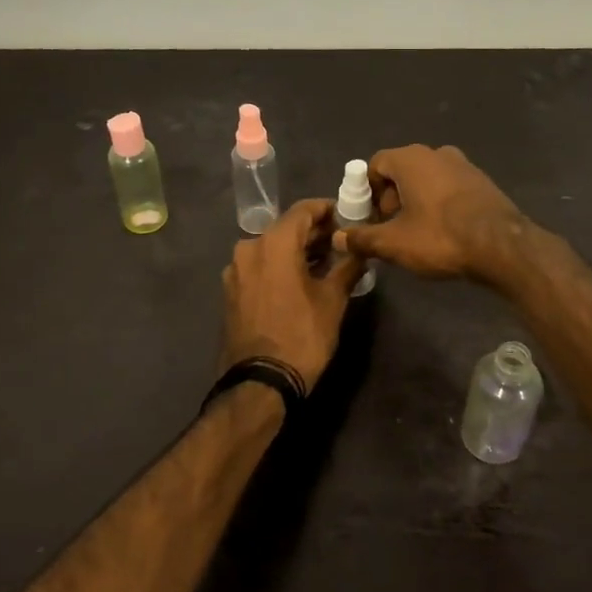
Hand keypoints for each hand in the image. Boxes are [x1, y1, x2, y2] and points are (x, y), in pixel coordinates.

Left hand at [219, 198, 366, 389]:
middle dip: (314, 233)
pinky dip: (280, 266)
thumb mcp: (333, 300)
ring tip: (325, 263)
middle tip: (342, 242)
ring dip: (297, 251)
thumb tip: (361, 250)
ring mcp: (236, 270)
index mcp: (273, 243)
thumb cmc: (302, 336)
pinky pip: (260, 267)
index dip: (328, 210)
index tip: (348, 216)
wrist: (260, 382)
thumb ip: (348, 266)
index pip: (304, 210)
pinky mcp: (231, 291)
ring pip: (272, 248)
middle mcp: (249, 248)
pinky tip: (300, 280)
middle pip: (286, 228)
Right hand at [333, 145, 526, 284]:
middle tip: (391, 229)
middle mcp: (436, 153)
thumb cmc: (441, 237)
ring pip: (427, 179)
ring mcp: (463, 165)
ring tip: (417, 233)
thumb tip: (338, 237)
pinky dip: (439, 203)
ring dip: (416, 201)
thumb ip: (363, 238)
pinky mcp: (482, 182)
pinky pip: (449, 187)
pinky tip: (444, 231)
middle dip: (391, 198)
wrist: (502, 246)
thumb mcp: (394, 243)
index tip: (370, 218)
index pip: (376, 164)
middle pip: (401, 171)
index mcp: (411, 159)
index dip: (367, 192)